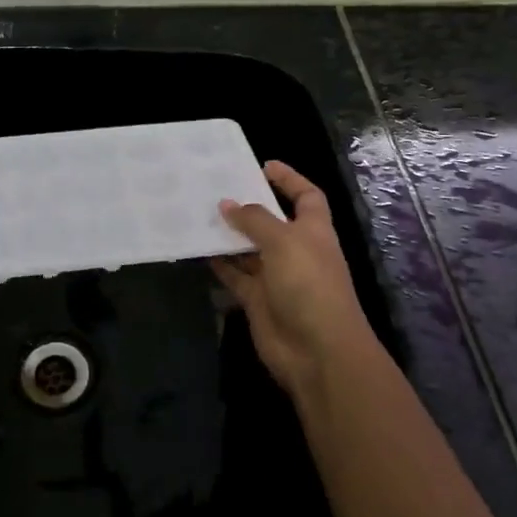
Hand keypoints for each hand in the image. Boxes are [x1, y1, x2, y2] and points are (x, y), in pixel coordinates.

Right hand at [213, 161, 376, 395]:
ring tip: (199, 214)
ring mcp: (276, 277)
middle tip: (215, 189)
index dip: (289, 180)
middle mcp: (295, 250)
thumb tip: (227, 204)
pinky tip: (199, 249)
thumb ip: (254, 220)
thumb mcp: (283, 242)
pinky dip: (220, 264)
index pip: (306, 196)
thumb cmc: (308, 284)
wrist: (317, 350)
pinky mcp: (258, 300)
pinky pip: (235, 276)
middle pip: (271, 222)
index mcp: (313, 230)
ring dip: (229, 235)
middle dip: (248, 207)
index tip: (264, 166)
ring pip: (249, 249)